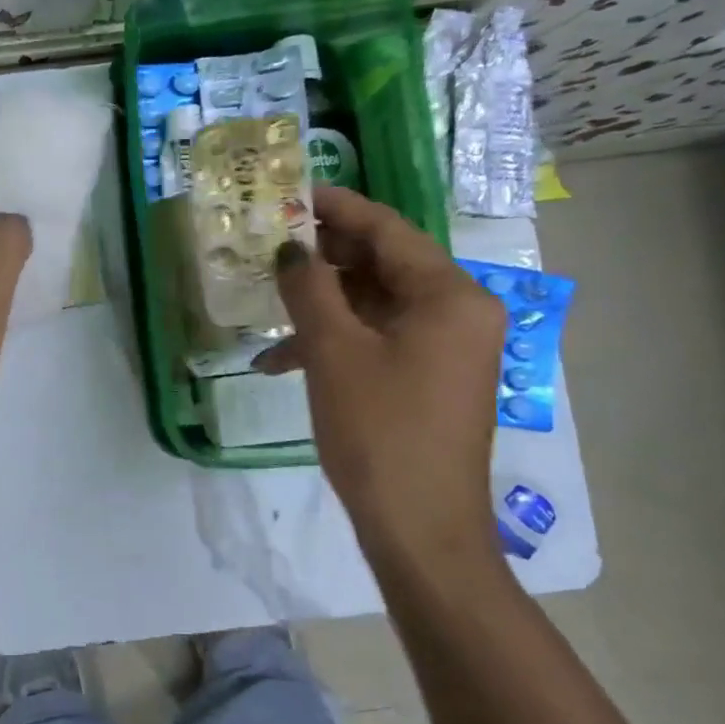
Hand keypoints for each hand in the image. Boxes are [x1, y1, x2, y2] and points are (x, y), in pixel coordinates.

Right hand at [256, 186, 503, 563]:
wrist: (420, 531)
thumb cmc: (379, 432)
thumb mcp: (333, 352)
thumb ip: (308, 287)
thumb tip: (289, 247)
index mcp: (449, 295)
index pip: (387, 229)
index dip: (335, 207)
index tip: (289, 192)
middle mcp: (458, 312)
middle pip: (382, 263)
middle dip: (321, 258)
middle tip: (267, 248)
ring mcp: (446, 347)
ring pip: (375, 304)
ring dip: (320, 306)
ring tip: (266, 307)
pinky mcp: (429, 378)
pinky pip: (379, 339)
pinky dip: (335, 342)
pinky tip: (282, 361)